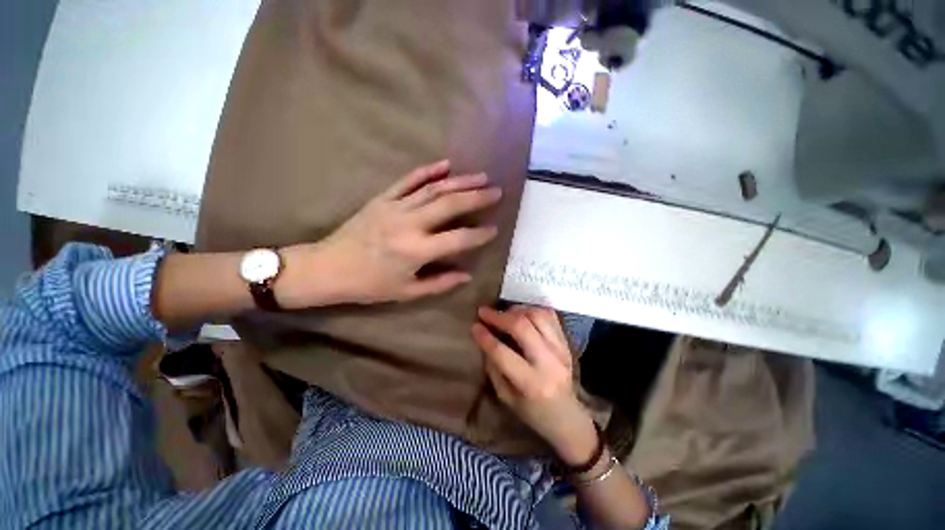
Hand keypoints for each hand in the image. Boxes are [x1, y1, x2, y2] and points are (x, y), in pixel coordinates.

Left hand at [278, 160, 500, 305]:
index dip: (479, 234)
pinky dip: (428, 171)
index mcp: (417, 251)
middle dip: (477, 197)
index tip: (494, 229)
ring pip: (434, 189)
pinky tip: (446, 164)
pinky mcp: (382, 198)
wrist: (328, 267)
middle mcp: (409, 224)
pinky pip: (408, 180)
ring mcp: (395, 207)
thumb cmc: (369, 285)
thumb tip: (467, 275)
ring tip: (481, 177)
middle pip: (450, 205)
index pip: (458, 239)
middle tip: (496, 191)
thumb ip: (440, 283)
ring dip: (460, 181)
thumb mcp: (407, 292)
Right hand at [471, 305, 598, 464]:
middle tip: (484, 312)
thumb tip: (485, 339)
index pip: (503, 353)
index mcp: (531, 383)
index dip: (485, 337)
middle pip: (522, 327)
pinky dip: (532, 309)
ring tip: (503, 312)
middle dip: (499, 316)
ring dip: (516, 309)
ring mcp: (561, 349)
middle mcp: (549, 362)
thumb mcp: (505, 397)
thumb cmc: (532, 412)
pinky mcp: (566, 342)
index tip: (474, 326)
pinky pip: (550, 316)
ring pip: (538, 316)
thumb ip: (494, 367)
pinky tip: (520, 312)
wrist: (568, 417)